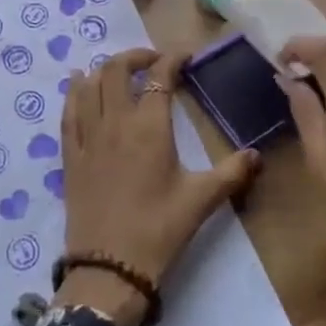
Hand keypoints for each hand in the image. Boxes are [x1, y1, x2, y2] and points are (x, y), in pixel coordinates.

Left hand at [57, 48, 260, 325]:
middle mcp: (115, 122)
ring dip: (103, 70)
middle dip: (135, 56)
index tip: (185, 56)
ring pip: (88, 85)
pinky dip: (74, 92)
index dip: (171, 59)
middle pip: (116, 69)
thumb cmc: (159, 230)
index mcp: (149, 127)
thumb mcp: (200, 201)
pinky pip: (68, 112)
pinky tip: (78, 84)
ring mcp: (88, 137)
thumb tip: (257, 155)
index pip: (158, 76)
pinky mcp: (70, 155)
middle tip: (153, 62)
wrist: (109, 269)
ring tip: (119, 72)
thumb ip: (231, 173)